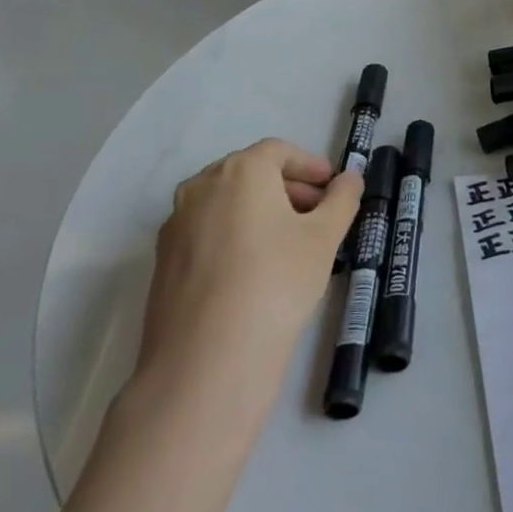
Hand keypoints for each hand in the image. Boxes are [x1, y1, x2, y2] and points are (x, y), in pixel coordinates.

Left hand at [132, 139, 362, 432]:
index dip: (310, 165)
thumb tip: (350, 178)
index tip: (334, 188)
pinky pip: (207, 233)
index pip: (278, 151)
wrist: (206, 360)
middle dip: (288, 188)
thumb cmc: (276, 281)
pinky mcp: (162, 263)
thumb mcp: (325, 237)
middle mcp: (200, 188)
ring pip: (226, 204)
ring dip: (261, 212)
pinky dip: (235, 236)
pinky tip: (257, 271)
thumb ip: (342, 199)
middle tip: (319, 215)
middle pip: (249, 174)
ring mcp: (175, 226)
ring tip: (291, 245)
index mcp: (239, 172)